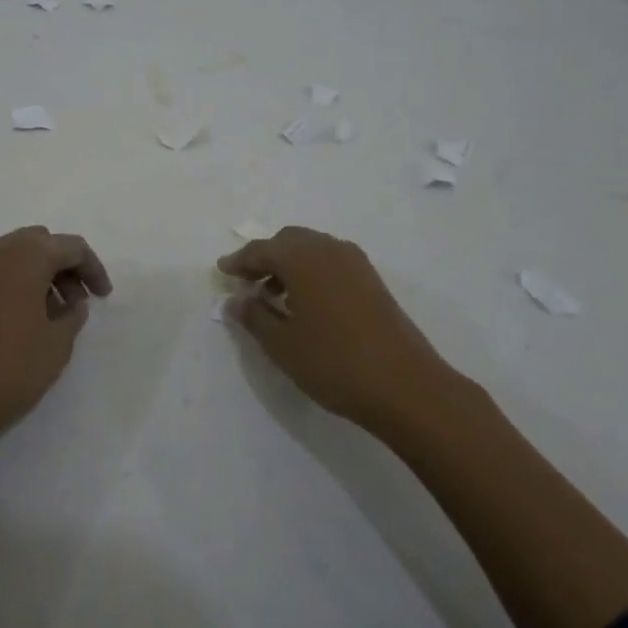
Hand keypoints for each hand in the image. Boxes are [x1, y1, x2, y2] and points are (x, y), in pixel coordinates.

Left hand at [0, 225, 112, 449]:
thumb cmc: (9, 369)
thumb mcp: (57, 344)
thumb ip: (73, 315)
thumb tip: (71, 302)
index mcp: (26, 255)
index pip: (71, 247)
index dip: (93, 269)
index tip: (104, 297)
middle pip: (40, 243)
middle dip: (64, 267)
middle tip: (77, 302)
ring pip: (14, 255)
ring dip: (38, 274)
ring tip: (50, 314)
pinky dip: (13, 284)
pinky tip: (19, 319)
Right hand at [217, 226, 457, 431]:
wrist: (406, 386)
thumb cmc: (334, 363)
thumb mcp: (282, 345)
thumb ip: (254, 317)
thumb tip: (235, 301)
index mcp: (303, 258)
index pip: (262, 249)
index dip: (239, 261)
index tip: (222, 271)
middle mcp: (329, 250)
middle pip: (289, 241)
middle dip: (265, 257)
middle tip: (247, 283)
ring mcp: (356, 263)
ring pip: (313, 249)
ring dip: (289, 264)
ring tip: (274, 296)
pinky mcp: (372, 281)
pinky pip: (332, 262)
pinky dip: (312, 272)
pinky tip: (307, 303)